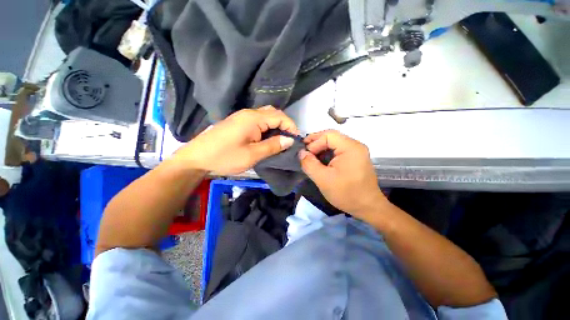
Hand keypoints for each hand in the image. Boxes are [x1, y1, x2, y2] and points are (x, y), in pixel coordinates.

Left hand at [173, 106, 297, 174]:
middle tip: (288, 141)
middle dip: (284, 125)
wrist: (197, 158)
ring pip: (266, 117)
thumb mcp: (252, 155)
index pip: (280, 116)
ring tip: (280, 141)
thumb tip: (289, 140)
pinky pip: (258, 121)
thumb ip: (272, 146)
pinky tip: (266, 139)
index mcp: (253, 119)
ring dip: (275, 127)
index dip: (291, 126)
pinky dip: (267, 128)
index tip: (295, 140)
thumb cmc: (225, 157)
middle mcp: (248, 113)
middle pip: (273, 113)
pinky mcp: (238, 123)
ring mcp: (242, 117)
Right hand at [299, 130, 386, 217]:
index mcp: (350, 148)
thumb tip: (301, 153)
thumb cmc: (346, 193)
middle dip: (316, 142)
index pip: (328, 135)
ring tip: (310, 155)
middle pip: (332, 137)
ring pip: (334, 143)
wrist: (368, 208)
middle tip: (304, 151)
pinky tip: (320, 160)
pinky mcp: (355, 158)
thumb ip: (309, 164)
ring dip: (321, 147)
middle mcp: (355, 145)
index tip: (305, 154)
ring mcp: (356, 151)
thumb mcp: (323, 179)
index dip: (314, 142)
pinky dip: (327, 153)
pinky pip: (338, 150)